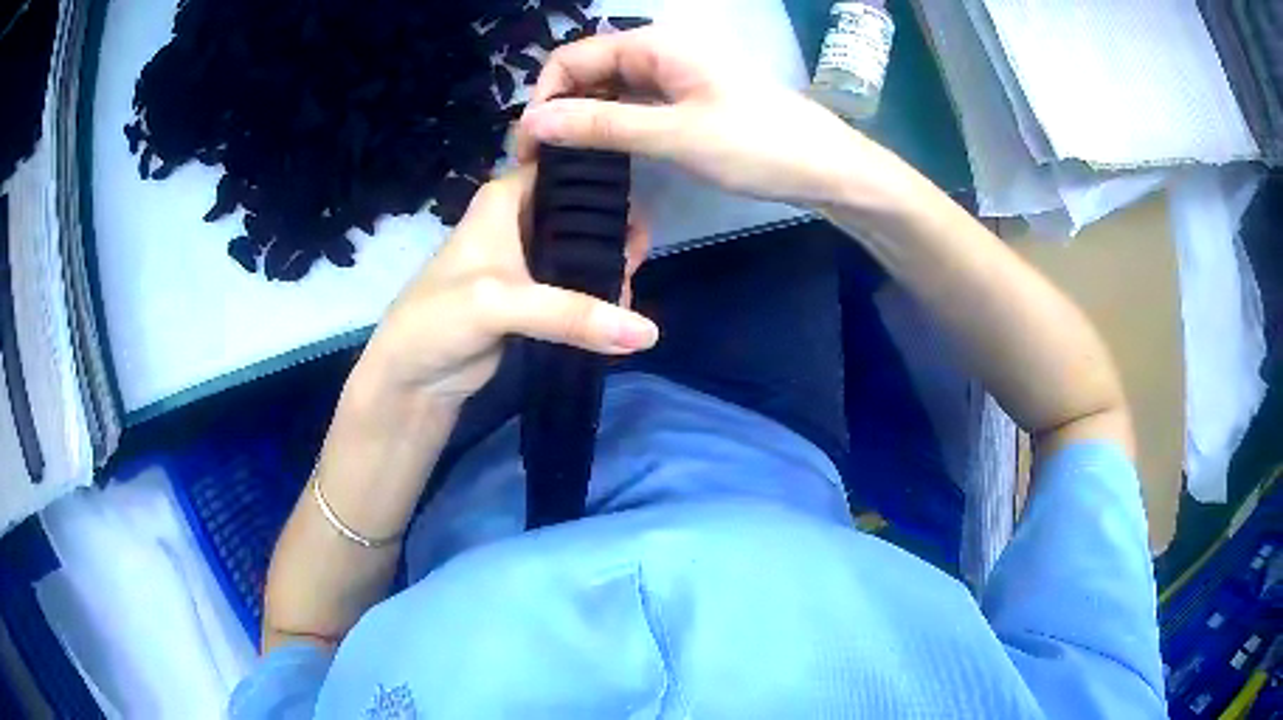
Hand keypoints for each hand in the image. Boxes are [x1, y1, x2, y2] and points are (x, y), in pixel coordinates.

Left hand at [355, 165, 655, 409]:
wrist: (412, 381)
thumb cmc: (438, 321)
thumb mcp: (500, 304)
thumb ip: (571, 313)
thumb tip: (648, 333)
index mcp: (504, 199)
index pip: (562, 165)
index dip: (602, 170)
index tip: (647, 186)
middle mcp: (521, 220)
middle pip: (582, 210)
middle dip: (615, 229)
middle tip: (638, 258)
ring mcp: (531, 261)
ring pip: (585, 250)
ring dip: (610, 267)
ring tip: (631, 291)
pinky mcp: (537, 299)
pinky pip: (580, 288)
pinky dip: (600, 297)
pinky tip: (622, 310)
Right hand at [516, 27, 912, 208]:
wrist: (827, 167)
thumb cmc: (757, 146)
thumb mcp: (674, 135)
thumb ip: (601, 125)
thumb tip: (531, 123)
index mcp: (654, 45)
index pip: (572, 58)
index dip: (543, 98)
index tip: (530, 147)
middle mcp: (659, 51)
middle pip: (588, 71)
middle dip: (559, 109)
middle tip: (543, 163)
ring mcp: (675, 75)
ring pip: (610, 89)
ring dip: (583, 120)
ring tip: (565, 164)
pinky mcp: (687, 99)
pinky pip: (634, 104)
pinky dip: (612, 125)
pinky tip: (603, 154)